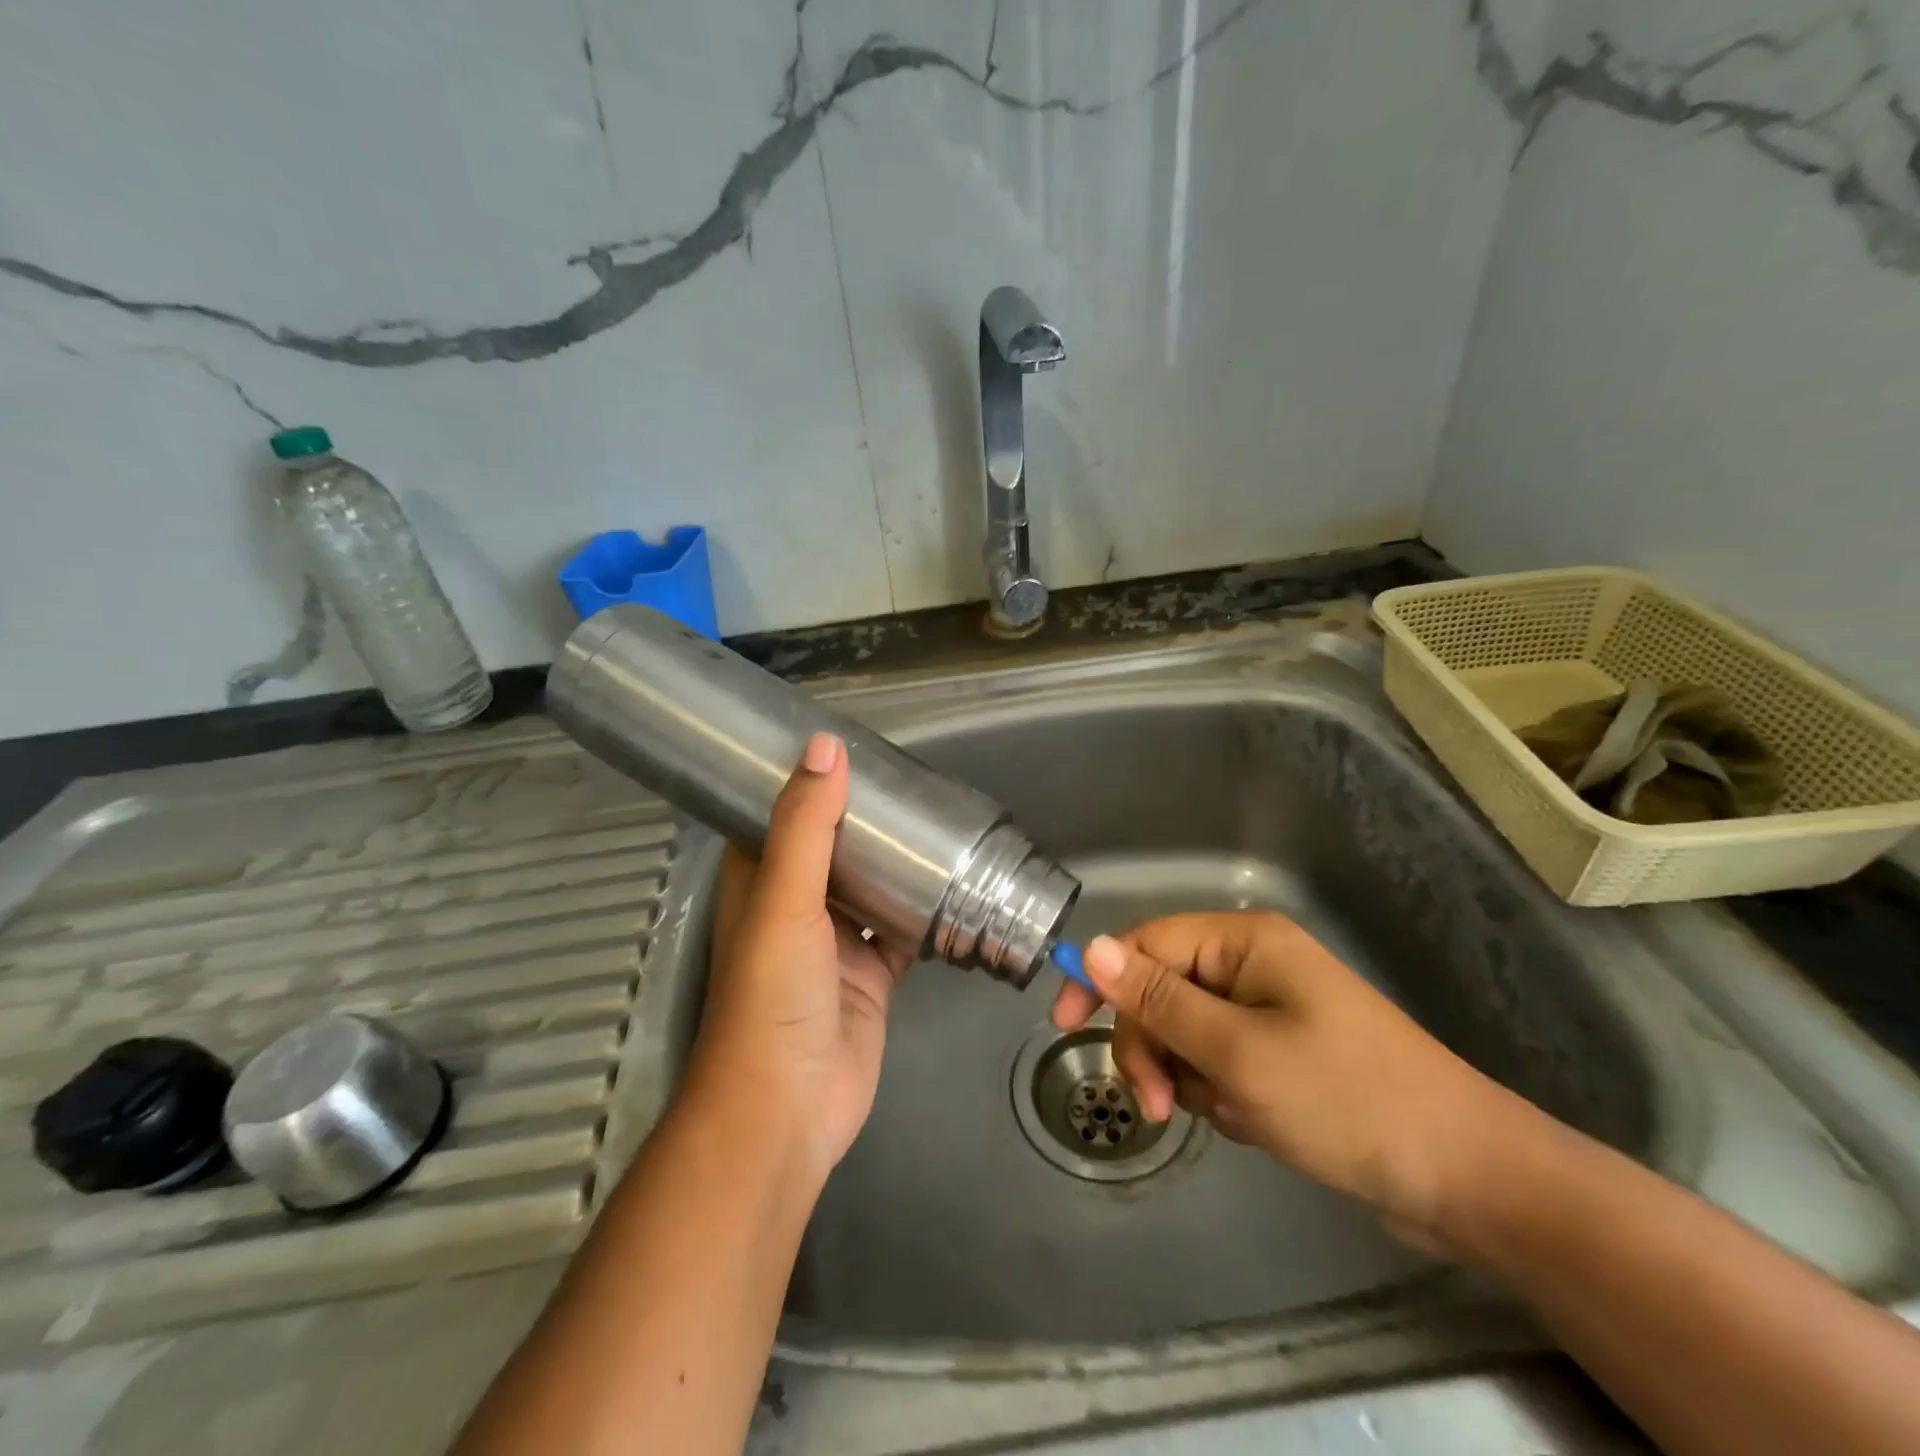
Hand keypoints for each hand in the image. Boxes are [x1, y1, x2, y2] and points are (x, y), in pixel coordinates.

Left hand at [685, 733, 908, 1179]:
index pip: (782, 816)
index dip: (809, 782)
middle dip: (867, 818)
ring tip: (939, 818)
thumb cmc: (772, 997)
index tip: (848, 747)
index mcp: (762, 881)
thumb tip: (825, 747)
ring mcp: (837, 941)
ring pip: (872, 886)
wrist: (789, 1109)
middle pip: (834, 847)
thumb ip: (806, 827)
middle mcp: (796, 905)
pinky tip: (958, 883)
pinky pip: (903, 929)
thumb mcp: (785, 901)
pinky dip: (925, 910)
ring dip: (899, 861)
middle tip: (910, 780)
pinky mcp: (873, 973)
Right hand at [1051, 912, 1530, 1249]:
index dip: (1101, 980)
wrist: (1467, 1179)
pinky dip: (1222, 1095)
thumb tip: (1091, 946)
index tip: (1063, 1028)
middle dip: (1153, 1047)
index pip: (1147, 945)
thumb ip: (1158, 1001)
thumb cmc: (1347, 1099)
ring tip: (1232, 1115)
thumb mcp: (1238, 1052)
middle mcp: (1251, 965)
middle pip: (1161, 992)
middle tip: (1162, 1107)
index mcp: (1244, 942)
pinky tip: (1255, 1123)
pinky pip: (1218, 1063)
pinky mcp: (1281, 1053)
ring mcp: (1268, 1010)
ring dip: (1190, 1077)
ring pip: (1185, 1034)